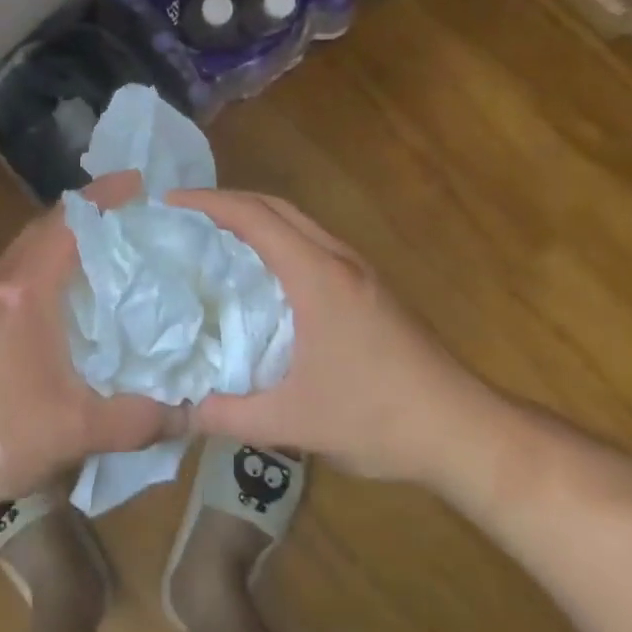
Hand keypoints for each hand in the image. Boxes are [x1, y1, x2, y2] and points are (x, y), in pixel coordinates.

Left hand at [0, 172, 183, 507]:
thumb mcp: (76, 430)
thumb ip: (138, 420)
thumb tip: (191, 413)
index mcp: (26, 289)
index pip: (68, 223)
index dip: (104, 197)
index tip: (139, 182)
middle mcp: (2, 282)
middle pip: (46, 226)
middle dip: (87, 212)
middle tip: (131, 212)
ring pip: (29, 248)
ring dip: (64, 237)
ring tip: (107, 246)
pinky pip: (19, 272)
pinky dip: (48, 264)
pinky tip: (69, 295)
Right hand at [169, 188, 496, 483]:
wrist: (462, 429)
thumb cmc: (377, 418)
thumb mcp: (293, 423)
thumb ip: (229, 415)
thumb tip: (177, 409)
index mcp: (316, 276)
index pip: (254, 217)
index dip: (208, 203)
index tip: (169, 204)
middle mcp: (337, 259)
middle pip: (275, 207)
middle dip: (227, 202)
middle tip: (185, 218)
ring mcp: (358, 270)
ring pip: (297, 222)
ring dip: (255, 218)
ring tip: (214, 238)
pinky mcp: (369, 286)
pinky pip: (311, 242)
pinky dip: (277, 238)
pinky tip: (262, 273)